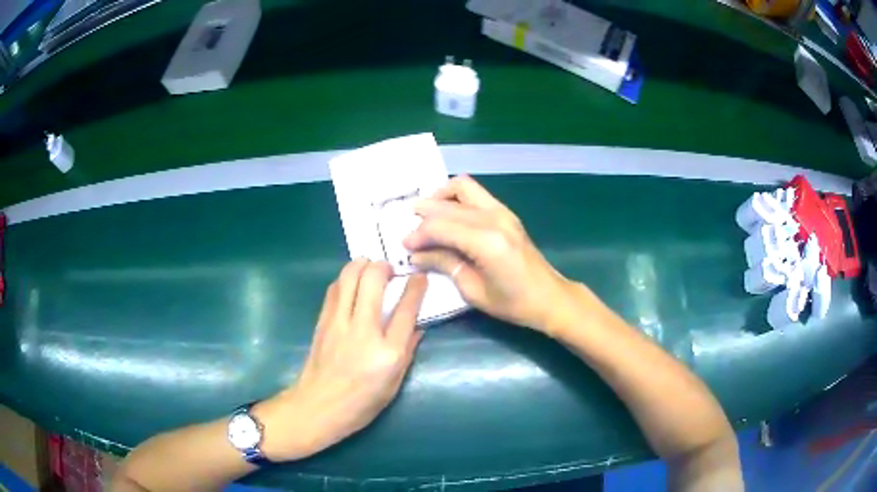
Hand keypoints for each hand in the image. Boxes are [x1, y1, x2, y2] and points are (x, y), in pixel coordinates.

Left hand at [256, 260, 427, 460]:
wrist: (318, 406)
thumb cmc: (361, 402)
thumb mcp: (394, 384)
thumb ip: (408, 351)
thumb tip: (417, 327)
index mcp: (388, 352)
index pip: (406, 308)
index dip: (416, 287)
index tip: (420, 277)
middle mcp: (363, 330)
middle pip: (373, 279)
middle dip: (385, 266)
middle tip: (391, 269)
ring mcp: (339, 323)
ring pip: (349, 276)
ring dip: (362, 265)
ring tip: (371, 269)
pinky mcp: (322, 321)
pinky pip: (334, 289)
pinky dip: (345, 279)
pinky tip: (351, 284)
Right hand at [404, 175, 572, 332]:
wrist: (548, 297)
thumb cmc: (512, 302)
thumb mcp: (473, 290)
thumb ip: (445, 264)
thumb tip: (417, 254)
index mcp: (487, 242)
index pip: (441, 226)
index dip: (418, 234)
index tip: (404, 246)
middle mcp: (494, 218)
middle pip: (448, 205)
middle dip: (424, 215)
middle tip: (410, 231)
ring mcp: (502, 211)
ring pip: (463, 187)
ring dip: (440, 197)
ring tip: (425, 215)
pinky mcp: (506, 212)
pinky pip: (475, 193)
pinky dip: (456, 198)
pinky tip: (447, 214)